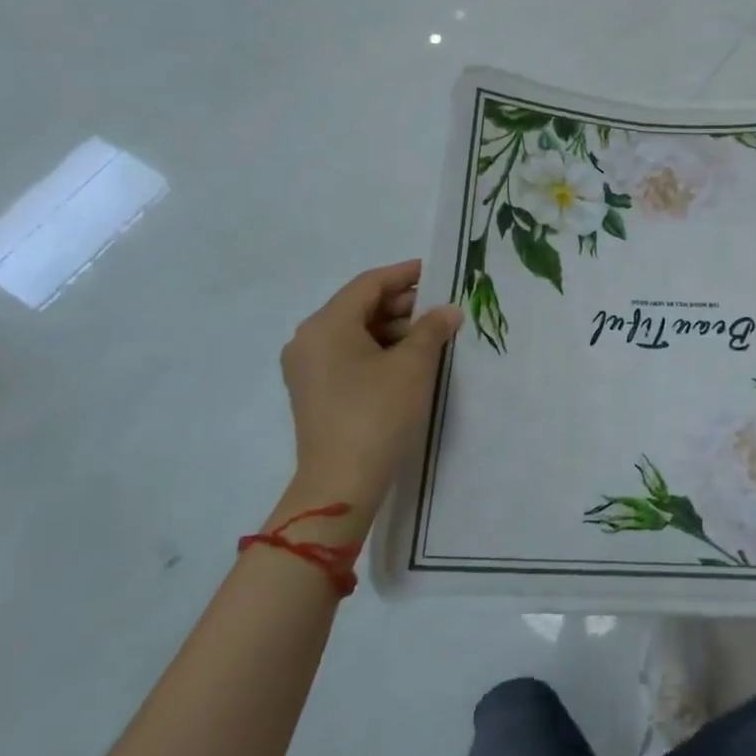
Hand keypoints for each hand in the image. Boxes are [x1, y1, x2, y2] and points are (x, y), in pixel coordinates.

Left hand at [276, 260, 460, 525]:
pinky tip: (408, 360)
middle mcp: (309, 339)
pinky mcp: (314, 391)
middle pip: (360, 306)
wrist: (341, 483)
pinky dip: (377, 350)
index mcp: (327, 324)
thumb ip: (432, 328)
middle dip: (402, 305)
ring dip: (392, 329)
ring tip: (431, 336)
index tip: (436, 272)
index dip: (404, 275)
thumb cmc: (378, 413)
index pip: (369, 284)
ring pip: (355, 332)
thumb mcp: (413, 365)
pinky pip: (347, 355)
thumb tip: (448, 311)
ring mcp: (307, 368)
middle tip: (440, 308)